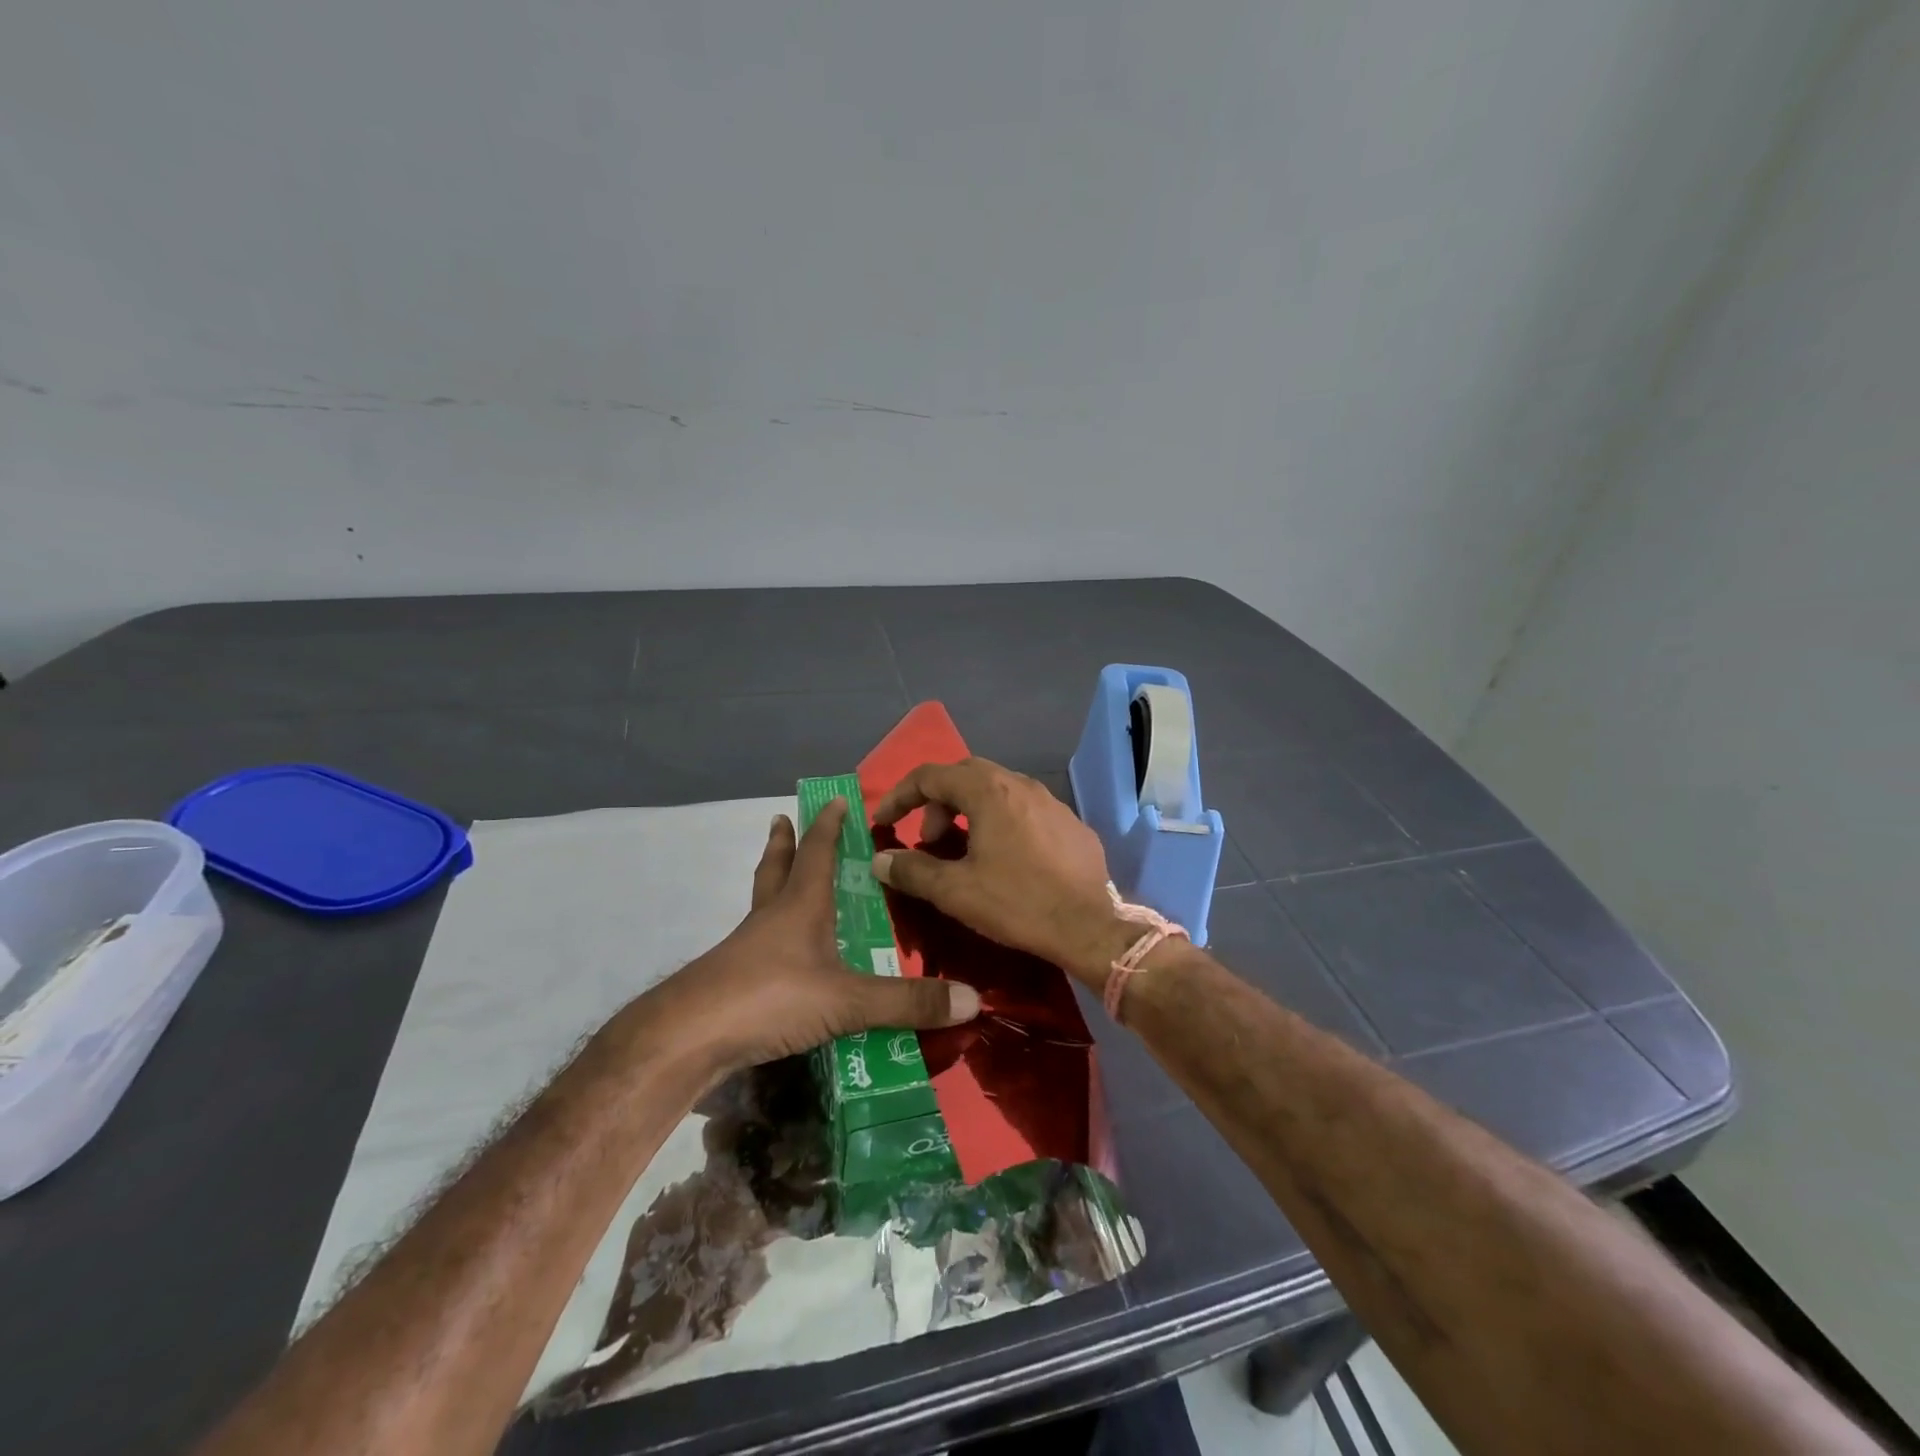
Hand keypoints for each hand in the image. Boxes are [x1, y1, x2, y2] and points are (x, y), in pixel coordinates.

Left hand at [652, 798, 979, 1072]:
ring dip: (774, 886)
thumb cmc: (770, 997)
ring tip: (784, 883)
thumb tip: (973, 999)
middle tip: (782, 819)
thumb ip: (907, 1002)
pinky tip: (782, 958)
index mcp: (800, 906)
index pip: (817, 852)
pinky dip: (772, 938)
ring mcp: (747, 950)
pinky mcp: (732, 983)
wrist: (688, 1038)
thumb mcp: (847, 1001)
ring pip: (762, 905)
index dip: (828, 826)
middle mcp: (771, 918)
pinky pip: (758, 947)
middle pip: (776, 869)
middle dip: (784, 843)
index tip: (836, 800)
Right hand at [869, 758, 1133, 989]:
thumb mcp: (956, 891)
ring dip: (970, 812)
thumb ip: (912, 871)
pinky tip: (1006, 860)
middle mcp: (1021, 784)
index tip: (883, 822)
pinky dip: (1002, 824)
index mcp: (989, 791)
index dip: (899, 796)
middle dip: (937, 803)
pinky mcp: (1071, 824)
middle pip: (965, 776)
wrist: (1090, 928)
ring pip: (998, 792)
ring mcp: (1051, 802)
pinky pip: (1025, 811)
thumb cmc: (1017, 903)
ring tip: (963, 850)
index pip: (930, 775)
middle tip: (928, 839)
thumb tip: (880, 860)